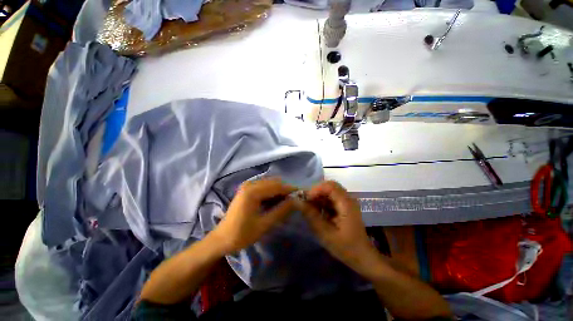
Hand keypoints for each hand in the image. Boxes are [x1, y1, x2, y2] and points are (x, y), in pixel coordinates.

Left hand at [209, 178, 296, 254]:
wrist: (221, 239)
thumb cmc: (241, 234)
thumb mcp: (264, 224)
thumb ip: (281, 211)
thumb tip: (296, 201)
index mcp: (253, 191)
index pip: (277, 186)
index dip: (290, 190)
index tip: (302, 195)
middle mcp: (250, 184)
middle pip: (274, 182)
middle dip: (286, 190)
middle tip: (295, 200)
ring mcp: (247, 186)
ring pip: (270, 183)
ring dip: (279, 191)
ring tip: (287, 202)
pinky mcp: (247, 189)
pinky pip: (264, 186)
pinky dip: (272, 192)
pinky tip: (276, 201)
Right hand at [298, 181, 375, 272]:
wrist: (363, 257)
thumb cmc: (346, 248)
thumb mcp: (326, 234)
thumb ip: (312, 216)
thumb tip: (298, 202)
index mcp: (346, 204)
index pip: (330, 186)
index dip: (316, 189)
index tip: (306, 199)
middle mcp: (348, 199)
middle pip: (329, 186)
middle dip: (315, 192)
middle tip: (305, 202)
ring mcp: (347, 202)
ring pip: (329, 191)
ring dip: (318, 197)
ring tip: (309, 207)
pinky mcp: (344, 206)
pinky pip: (331, 198)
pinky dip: (322, 202)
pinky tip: (317, 211)